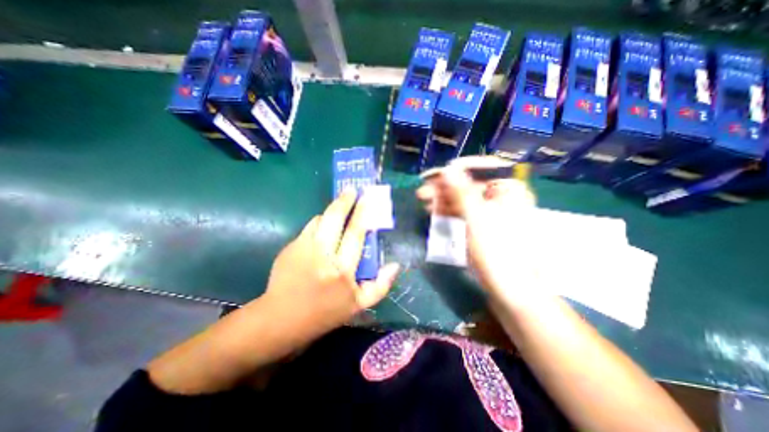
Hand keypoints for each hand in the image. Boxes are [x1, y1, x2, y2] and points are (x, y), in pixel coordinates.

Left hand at [265, 191, 399, 334]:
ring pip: (320, 219)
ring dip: (332, 210)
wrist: (282, 319)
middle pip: (335, 219)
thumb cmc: (325, 313)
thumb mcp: (359, 305)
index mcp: (342, 270)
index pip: (355, 234)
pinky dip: (319, 222)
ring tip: (341, 205)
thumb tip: (395, 265)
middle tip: (352, 189)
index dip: (362, 214)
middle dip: (345, 201)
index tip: (367, 199)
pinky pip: (309, 227)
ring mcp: (303, 249)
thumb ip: (381, 286)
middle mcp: (322, 255)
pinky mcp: (290, 247)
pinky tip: (324, 225)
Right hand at [418, 155, 535, 300]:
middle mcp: (502, 196)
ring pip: (464, 199)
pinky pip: (464, 212)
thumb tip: (448, 169)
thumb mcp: (476, 218)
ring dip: (443, 200)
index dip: (457, 169)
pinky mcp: (483, 225)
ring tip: (424, 202)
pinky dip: (449, 211)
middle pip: (470, 184)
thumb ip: (461, 192)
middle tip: (422, 192)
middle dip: (445, 188)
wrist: (509, 288)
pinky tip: (434, 211)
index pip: (482, 167)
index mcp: (509, 189)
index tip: (436, 175)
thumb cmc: (496, 251)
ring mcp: (492, 211)